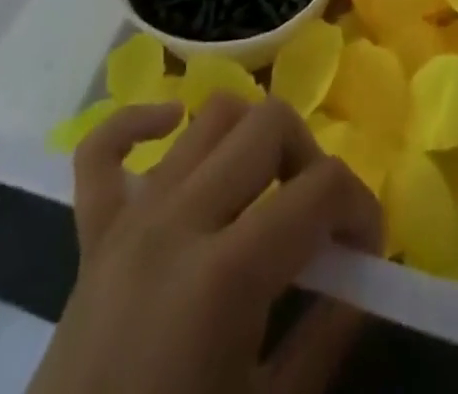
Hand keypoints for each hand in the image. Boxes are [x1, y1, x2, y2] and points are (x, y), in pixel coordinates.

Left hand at [29, 95, 382, 393]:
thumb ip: (325, 340)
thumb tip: (363, 279)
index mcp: (226, 274)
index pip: (321, 188)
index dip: (361, 207)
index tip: (366, 251)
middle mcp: (179, 220)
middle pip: (269, 123)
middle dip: (311, 158)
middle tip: (316, 220)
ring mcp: (130, 219)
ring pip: (209, 117)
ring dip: (252, 137)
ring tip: (266, 189)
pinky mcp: (91, 232)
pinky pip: (103, 147)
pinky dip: (142, 121)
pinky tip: (176, 131)